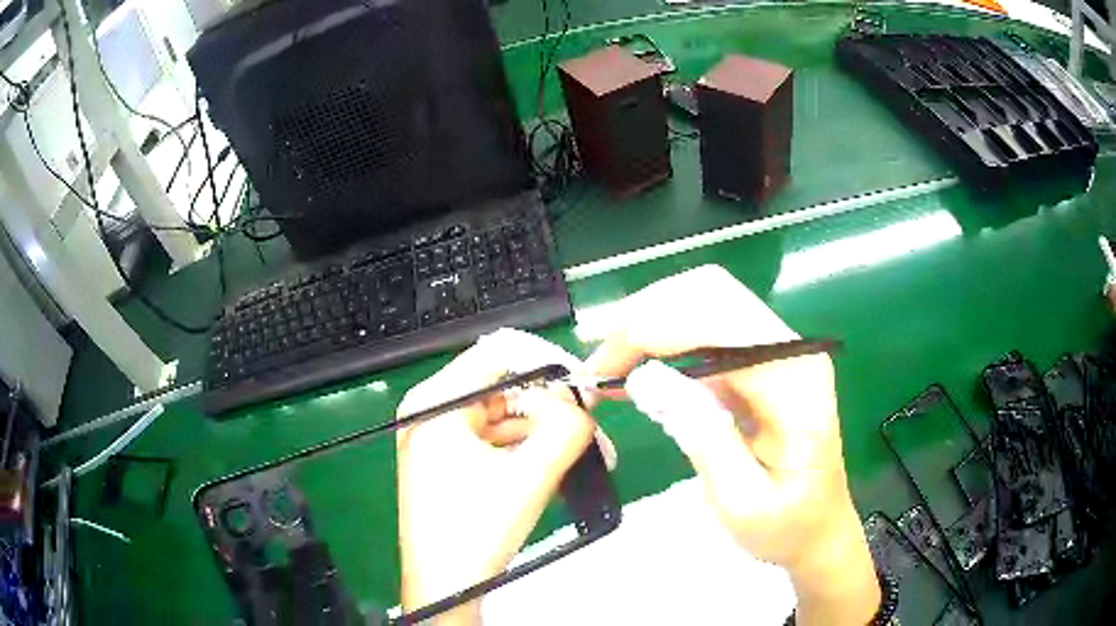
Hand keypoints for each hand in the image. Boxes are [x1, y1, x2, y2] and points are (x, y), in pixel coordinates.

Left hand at [397, 329, 595, 623]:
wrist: (443, 587)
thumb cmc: (475, 531)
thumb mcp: (529, 476)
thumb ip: (566, 428)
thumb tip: (586, 397)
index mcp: (436, 402)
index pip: (498, 354)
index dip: (545, 364)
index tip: (582, 387)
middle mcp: (431, 411)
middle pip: (502, 388)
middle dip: (549, 409)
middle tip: (590, 429)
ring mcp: (436, 438)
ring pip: (502, 417)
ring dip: (542, 434)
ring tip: (582, 455)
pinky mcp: (446, 461)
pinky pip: (493, 441)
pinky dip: (524, 450)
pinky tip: (552, 468)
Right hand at [586, 265, 878, 625]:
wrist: (820, 528)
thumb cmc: (787, 526)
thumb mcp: (741, 501)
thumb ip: (701, 436)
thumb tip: (646, 379)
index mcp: (796, 380)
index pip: (721, 321)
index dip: (654, 331)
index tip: (603, 369)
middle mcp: (791, 348)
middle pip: (712, 292)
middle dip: (646, 315)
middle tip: (599, 363)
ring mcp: (778, 348)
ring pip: (706, 299)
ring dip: (651, 321)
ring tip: (609, 363)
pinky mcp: (761, 359)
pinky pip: (707, 326)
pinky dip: (664, 337)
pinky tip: (635, 366)